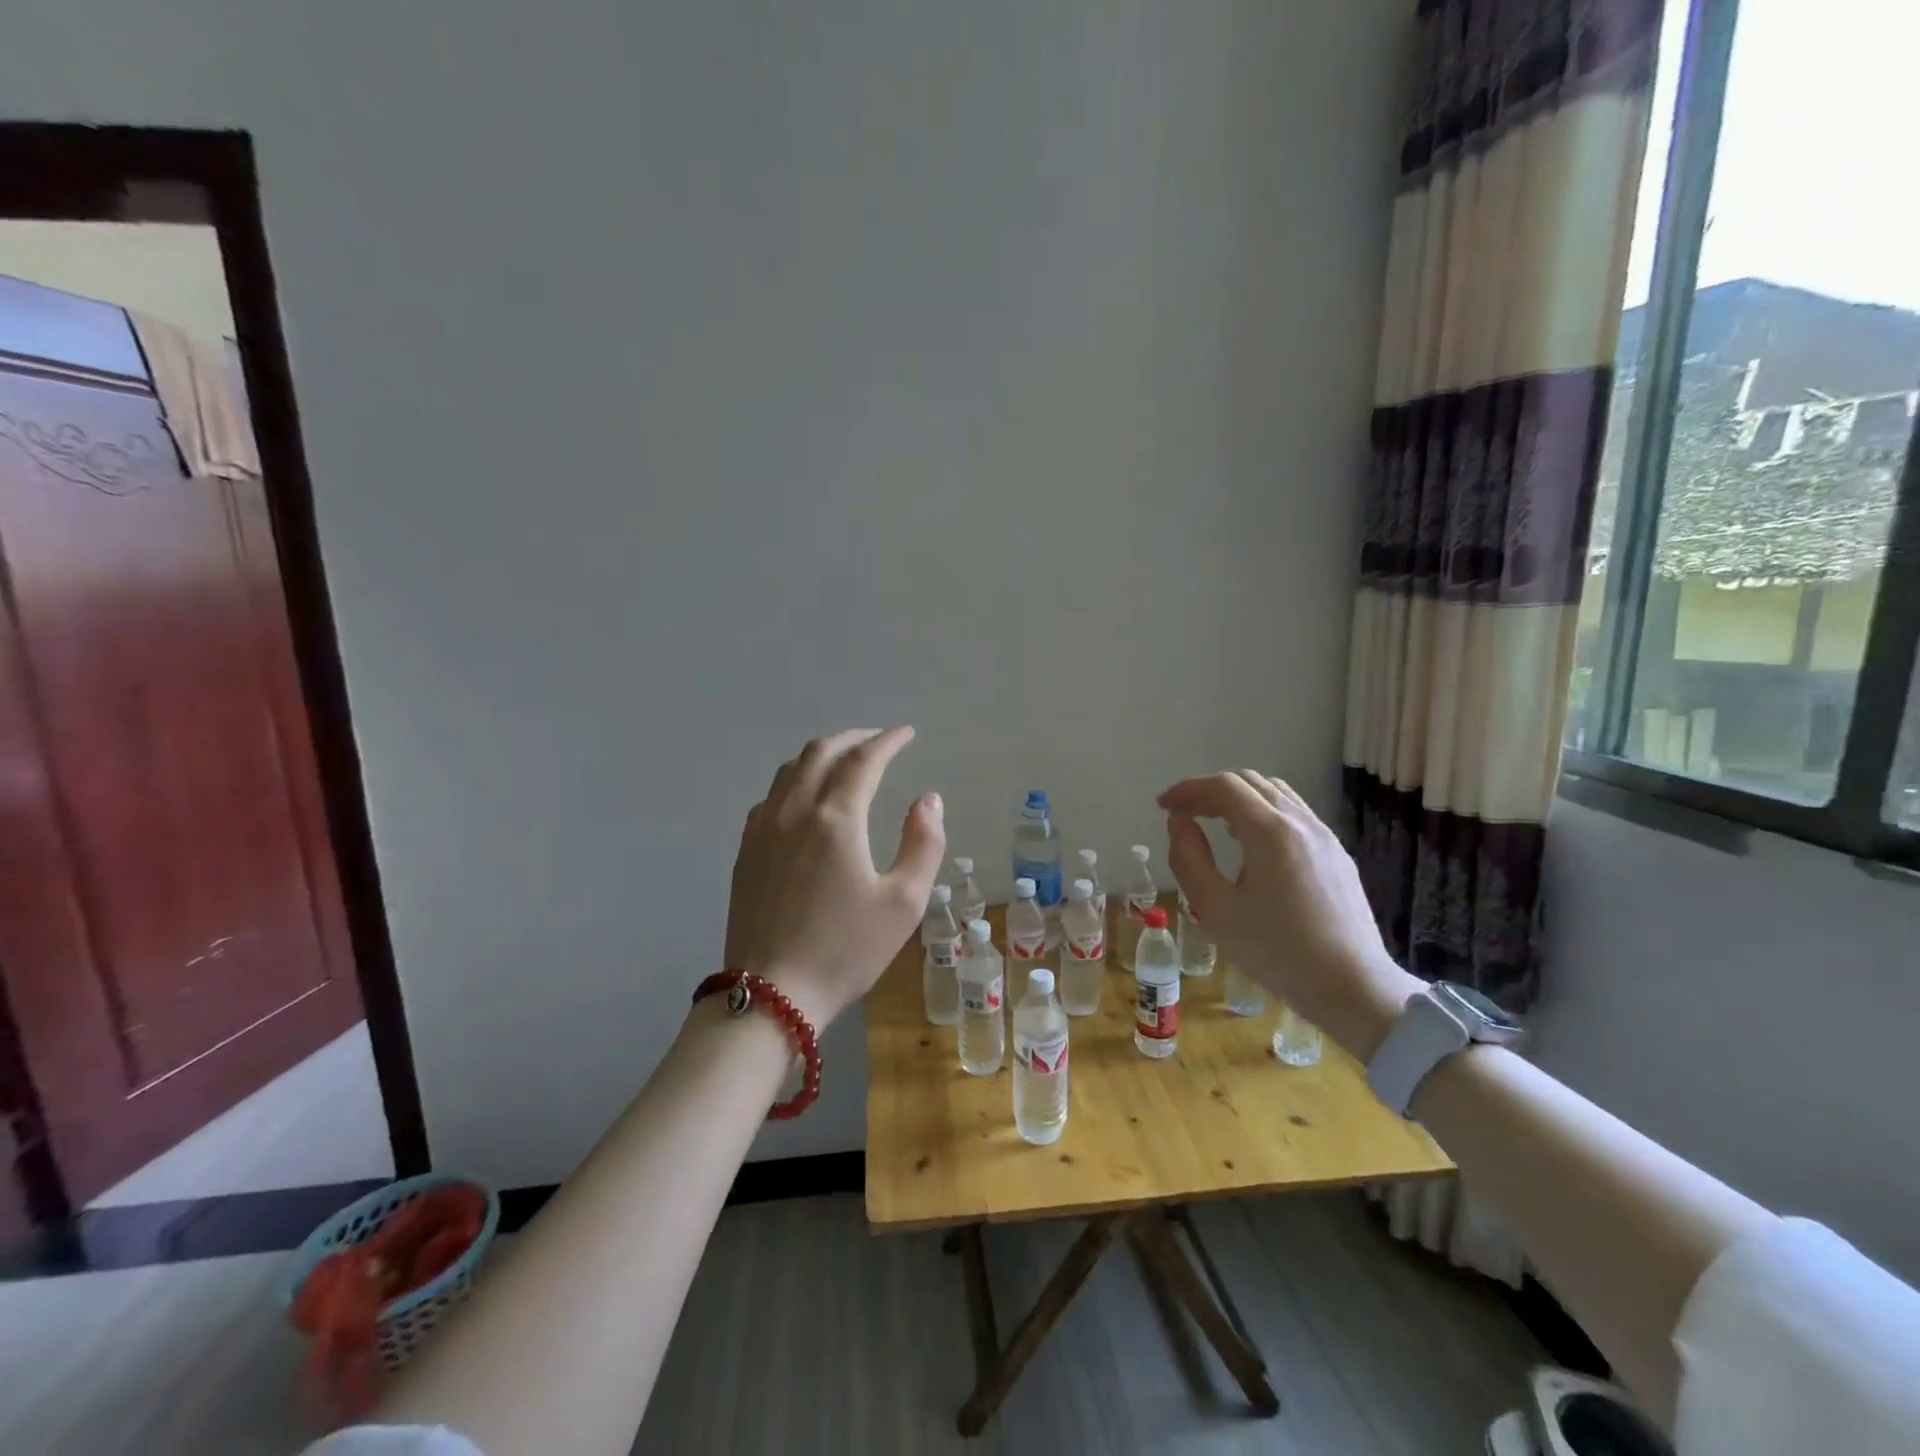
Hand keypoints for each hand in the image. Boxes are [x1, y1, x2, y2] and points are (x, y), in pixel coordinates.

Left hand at [723, 727, 944, 1027]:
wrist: (769, 995)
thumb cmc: (845, 950)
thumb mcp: (903, 903)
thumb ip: (923, 844)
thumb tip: (928, 800)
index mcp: (835, 819)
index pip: (863, 760)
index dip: (888, 741)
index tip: (906, 733)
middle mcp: (794, 811)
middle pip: (820, 753)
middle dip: (852, 738)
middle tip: (877, 740)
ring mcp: (762, 829)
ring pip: (790, 770)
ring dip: (821, 755)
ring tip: (844, 760)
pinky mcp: (745, 850)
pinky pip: (771, 796)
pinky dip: (795, 781)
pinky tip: (805, 799)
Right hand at [1156, 771, 1418, 1059]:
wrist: (1353, 987)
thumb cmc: (1276, 951)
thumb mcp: (1215, 908)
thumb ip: (1188, 858)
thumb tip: (1179, 822)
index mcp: (1270, 831)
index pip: (1223, 787)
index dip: (1188, 789)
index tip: (1162, 805)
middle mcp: (1301, 822)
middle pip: (1250, 783)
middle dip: (1210, 790)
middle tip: (1183, 812)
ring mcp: (1325, 837)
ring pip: (1276, 794)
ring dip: (1239, 799)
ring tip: (1214, 823)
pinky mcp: (1338, 855)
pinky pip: (1295, 815)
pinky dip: (1263, 813)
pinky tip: (1253, 844)